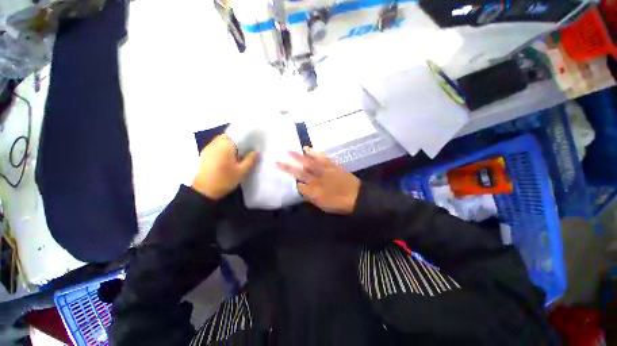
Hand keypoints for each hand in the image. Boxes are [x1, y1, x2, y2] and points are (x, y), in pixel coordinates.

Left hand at [192, 135, 259, 199]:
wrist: (204, 191)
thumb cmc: (225, 180)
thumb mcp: (242, 171)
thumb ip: (250, 160)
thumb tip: (257, 151)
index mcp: (225, 146)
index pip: (235, 134)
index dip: (244, 136)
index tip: (252, 141)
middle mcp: (215, 144)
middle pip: (227, 136)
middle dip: (237, 140)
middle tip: (246, 147)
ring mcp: (208, 148)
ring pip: (221, 141)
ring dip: (229, 144)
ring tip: (239, 152)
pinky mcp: (204, 155)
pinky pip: (216, 146)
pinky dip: (223, 148)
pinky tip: (228, 157)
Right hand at [276, 147, 360, 213]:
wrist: (357, 197)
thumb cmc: (338, 203)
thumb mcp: (321, 203)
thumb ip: (309, 194)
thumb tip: (299, 185)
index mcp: (314, 185)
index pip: (297, 176)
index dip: (287, 170)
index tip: (278, 164)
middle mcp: (319, 175)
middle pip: (302, 167)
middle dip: (291, 161)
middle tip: (283, 153)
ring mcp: (327, 169)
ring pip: (313, 160)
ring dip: (304, 154)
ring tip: (296, 149)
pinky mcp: (334, 166)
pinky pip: (325, 158)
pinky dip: (318, 153)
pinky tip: (313, 151)